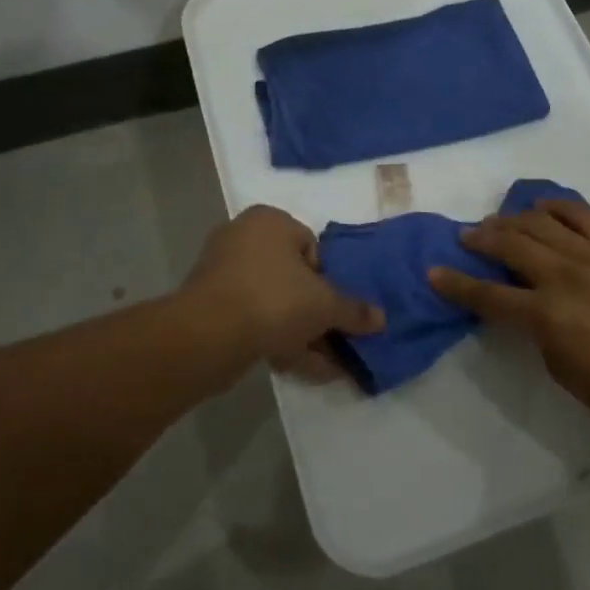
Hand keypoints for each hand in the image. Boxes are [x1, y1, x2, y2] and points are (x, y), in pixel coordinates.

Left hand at [183, 205, 383, 381]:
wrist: (208, 335)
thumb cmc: (273, 299)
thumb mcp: (325, 305)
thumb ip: (353, 310)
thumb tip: (381, 318)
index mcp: (270, 221)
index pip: (311, 246)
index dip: (328, 278)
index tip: (334, 307)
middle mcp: (243, 238)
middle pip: (292, 277)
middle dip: (315, 311)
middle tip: (335, 338)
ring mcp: (222, 273)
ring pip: (274, 302)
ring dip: (301, 331)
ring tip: (327, 362)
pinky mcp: (210, 307)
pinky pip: (254, 320)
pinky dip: (278, 340)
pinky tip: (304, 368)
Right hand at [429, 200, 589, 444]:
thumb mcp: (563, 371)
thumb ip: (538, 332)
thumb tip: (527, 307)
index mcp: (546, 315)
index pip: (487, 295)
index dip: (455, 284)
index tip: (433, 273)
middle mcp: (564, 275)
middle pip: (509, 244)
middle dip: (479, 238)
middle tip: (465, 237)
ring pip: (540, 221)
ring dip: (511, 218)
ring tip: (499, 221)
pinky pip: (581, 214)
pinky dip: (555, 205)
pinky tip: (541, 206)